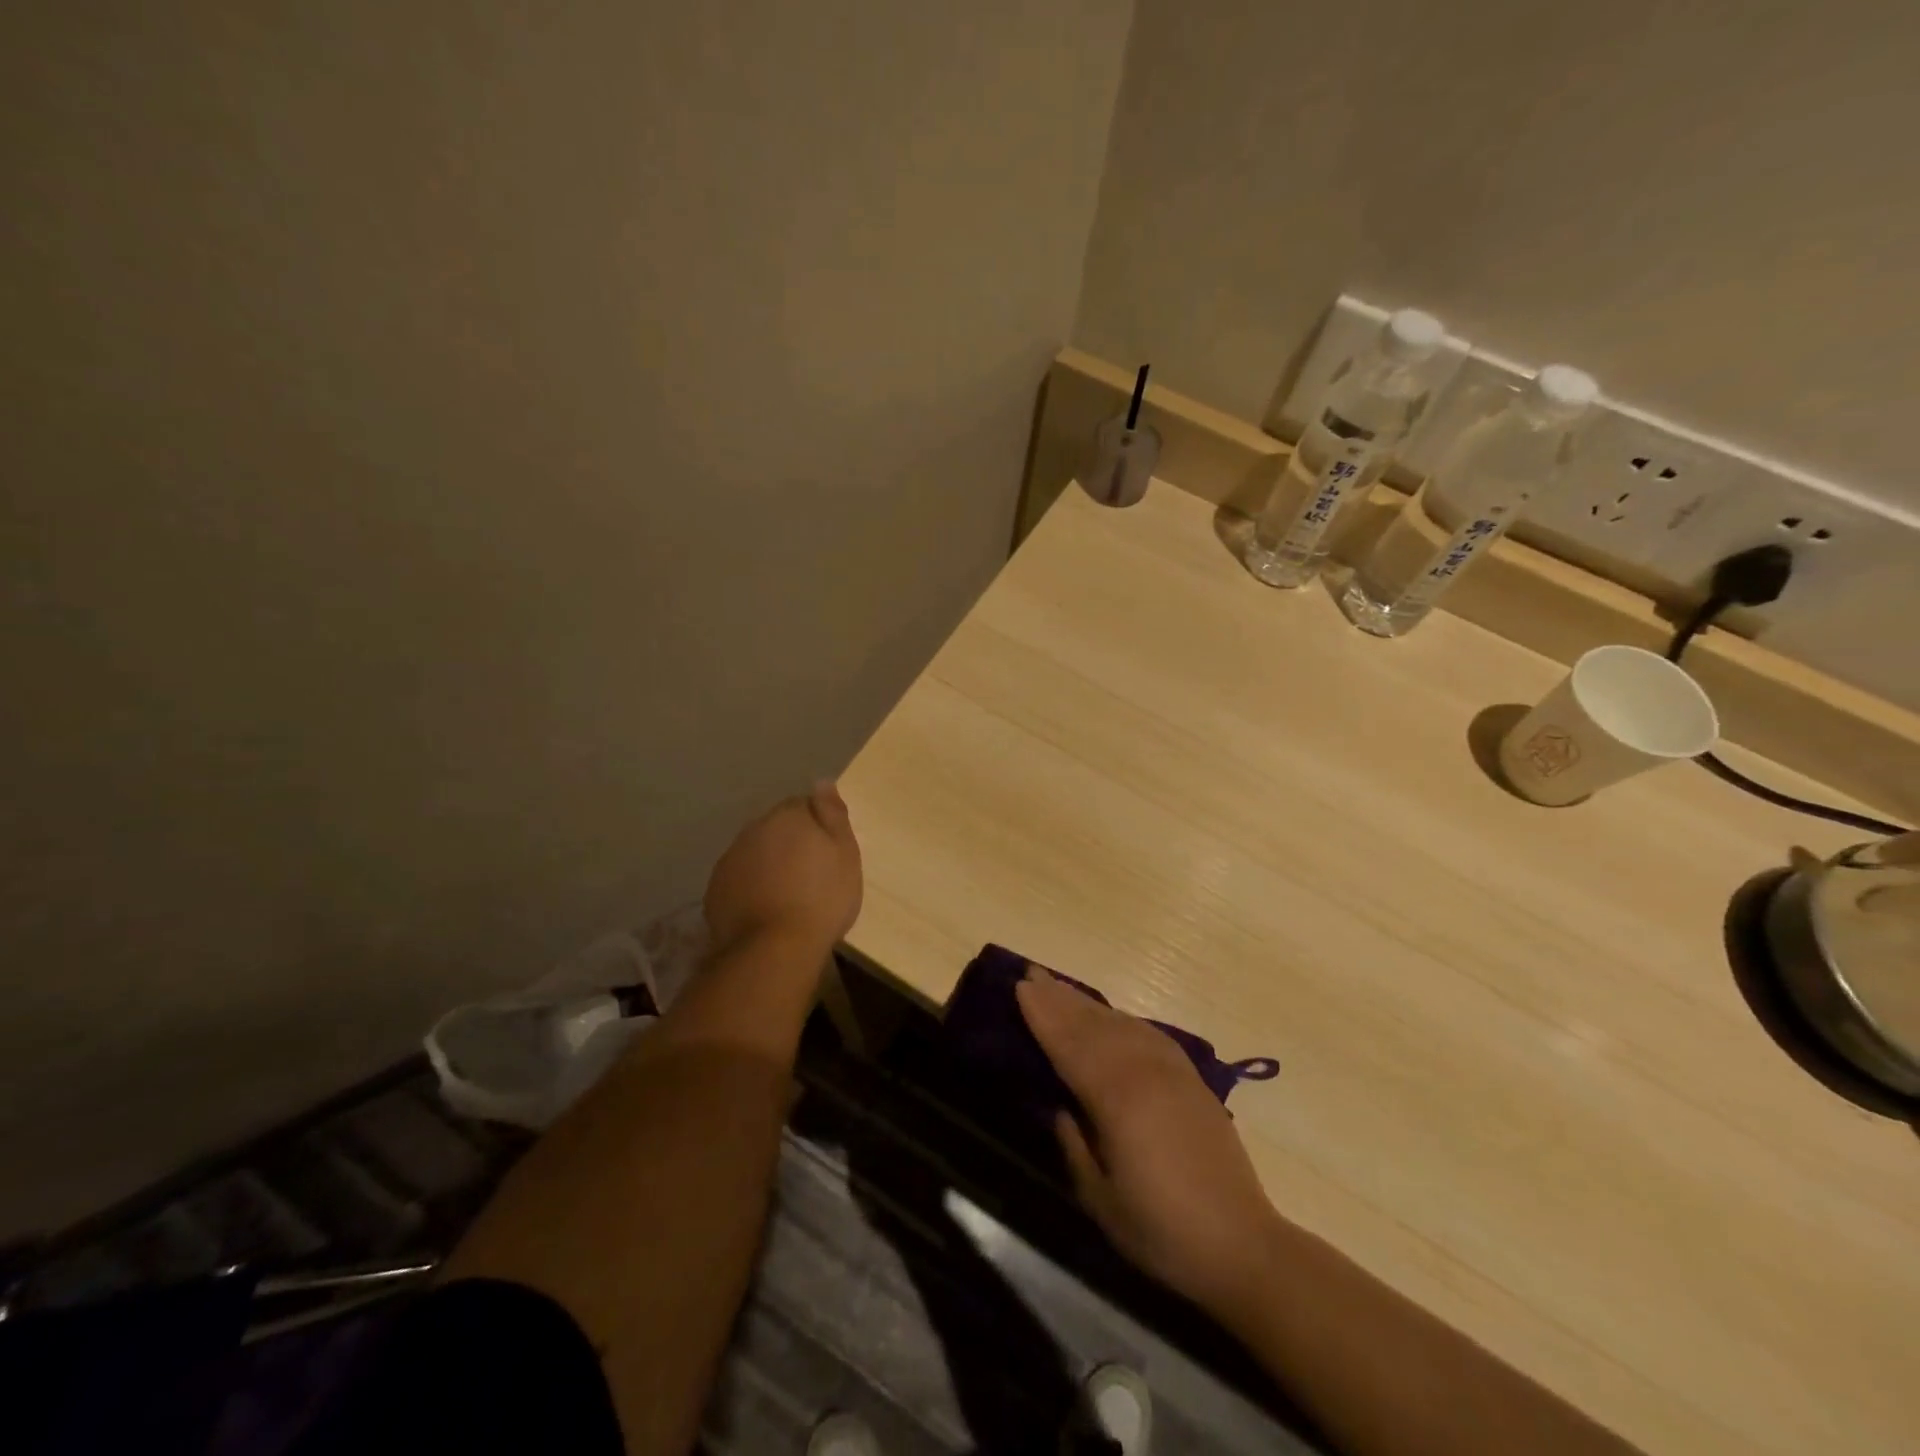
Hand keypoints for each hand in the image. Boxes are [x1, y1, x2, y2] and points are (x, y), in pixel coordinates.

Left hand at [704, 783, 862, 955]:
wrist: (774, 949)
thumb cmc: (822, 898)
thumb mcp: (845, 854)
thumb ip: (833, 814)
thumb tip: (822, 781)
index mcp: (787, 816)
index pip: (803, 806)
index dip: (818, 826)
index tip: (828, 850)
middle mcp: (753, 829)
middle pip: (776, 829)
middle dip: (790, 843)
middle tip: (811, 874)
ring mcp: (730, 859)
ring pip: (754, 853)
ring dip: (768, 865)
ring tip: (787, 894)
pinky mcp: (715, 890)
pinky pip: (739, 879)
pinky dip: (750, 887)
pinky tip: (764, 909)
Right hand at [1017, 968, 1281, 1324]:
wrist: (1242, 1244)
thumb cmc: (1162, 1230)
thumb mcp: (1100, 1199)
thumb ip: (1074, 1144)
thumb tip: (1060, 1107)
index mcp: (1116, 1098)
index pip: (1069, 1044)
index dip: (1043, 1015)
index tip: (1020, 985)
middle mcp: (1143, 1071)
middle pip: (1093, 1024)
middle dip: (1060, 997)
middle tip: (1033, 972)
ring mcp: (1171, 1071)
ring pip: (1120, 1023)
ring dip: (1088, 1003)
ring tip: (1061, 986)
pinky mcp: (1191, 1079)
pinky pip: (1148, 1032)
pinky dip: (1122, 1018)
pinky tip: (1112, 1016)